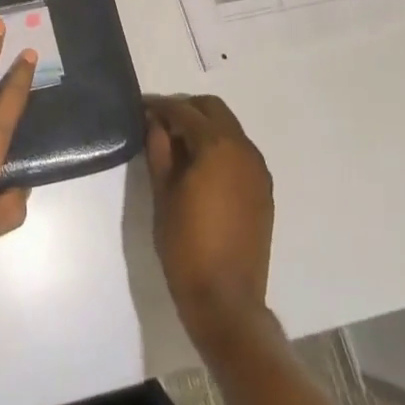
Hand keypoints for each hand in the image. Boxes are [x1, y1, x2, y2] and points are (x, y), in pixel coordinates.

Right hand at [144, 94, 274, 346]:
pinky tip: (199, 167)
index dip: (160, 106)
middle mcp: (244, 150)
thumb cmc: (185, 244)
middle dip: (186, 110)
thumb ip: (158, 149)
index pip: (185, 111)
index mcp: (217, 146)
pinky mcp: (263, 190)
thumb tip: (154, 122)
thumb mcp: (162, 192)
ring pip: (229, 129)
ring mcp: (258, 170)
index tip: (140, 108)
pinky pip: (240, 152)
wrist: (226, 299)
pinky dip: (219, 147)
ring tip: (176, 146)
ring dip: (204, 127)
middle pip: (214, 110)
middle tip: (159, 124)